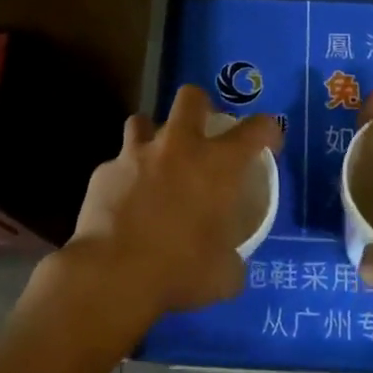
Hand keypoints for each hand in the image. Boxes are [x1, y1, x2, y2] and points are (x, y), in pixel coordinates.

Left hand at [60, 85, 283, 329]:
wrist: (112, 275)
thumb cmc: (178, 271)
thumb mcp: (223, 276)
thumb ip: (232, 261)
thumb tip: (231, 264)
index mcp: (218, 165)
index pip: (256, 128)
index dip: (267, 130)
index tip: (268, 143)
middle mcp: (179, 146)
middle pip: (191, 97)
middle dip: (200, 107)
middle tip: (202, 132)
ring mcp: (136, 154)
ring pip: (143, 120)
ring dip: (152, 136)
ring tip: (155, 161)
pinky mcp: (104, 171)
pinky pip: (116, 164)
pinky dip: (123, 177)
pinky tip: (123, 202)